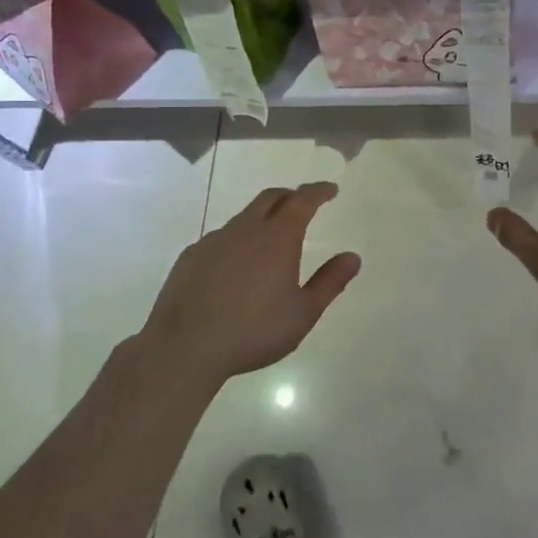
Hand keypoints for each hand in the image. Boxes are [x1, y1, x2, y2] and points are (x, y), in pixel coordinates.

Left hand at [143, 183, 360, 385]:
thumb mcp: (303, 313)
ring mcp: (214, 240)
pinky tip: (235, 267)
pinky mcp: (191, 256)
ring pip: (243, 218)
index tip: (330, 190)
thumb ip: (330, 282)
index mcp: (278, 237)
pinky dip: (236, 241)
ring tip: (269, 240)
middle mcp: (246, 229)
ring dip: (262, 219)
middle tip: (302, 204)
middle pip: (271, 198)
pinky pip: (220, 238)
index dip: (319, 191)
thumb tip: (353, 257)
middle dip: (290, 196)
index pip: (303, 200)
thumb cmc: (253, 331)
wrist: (184, 347)